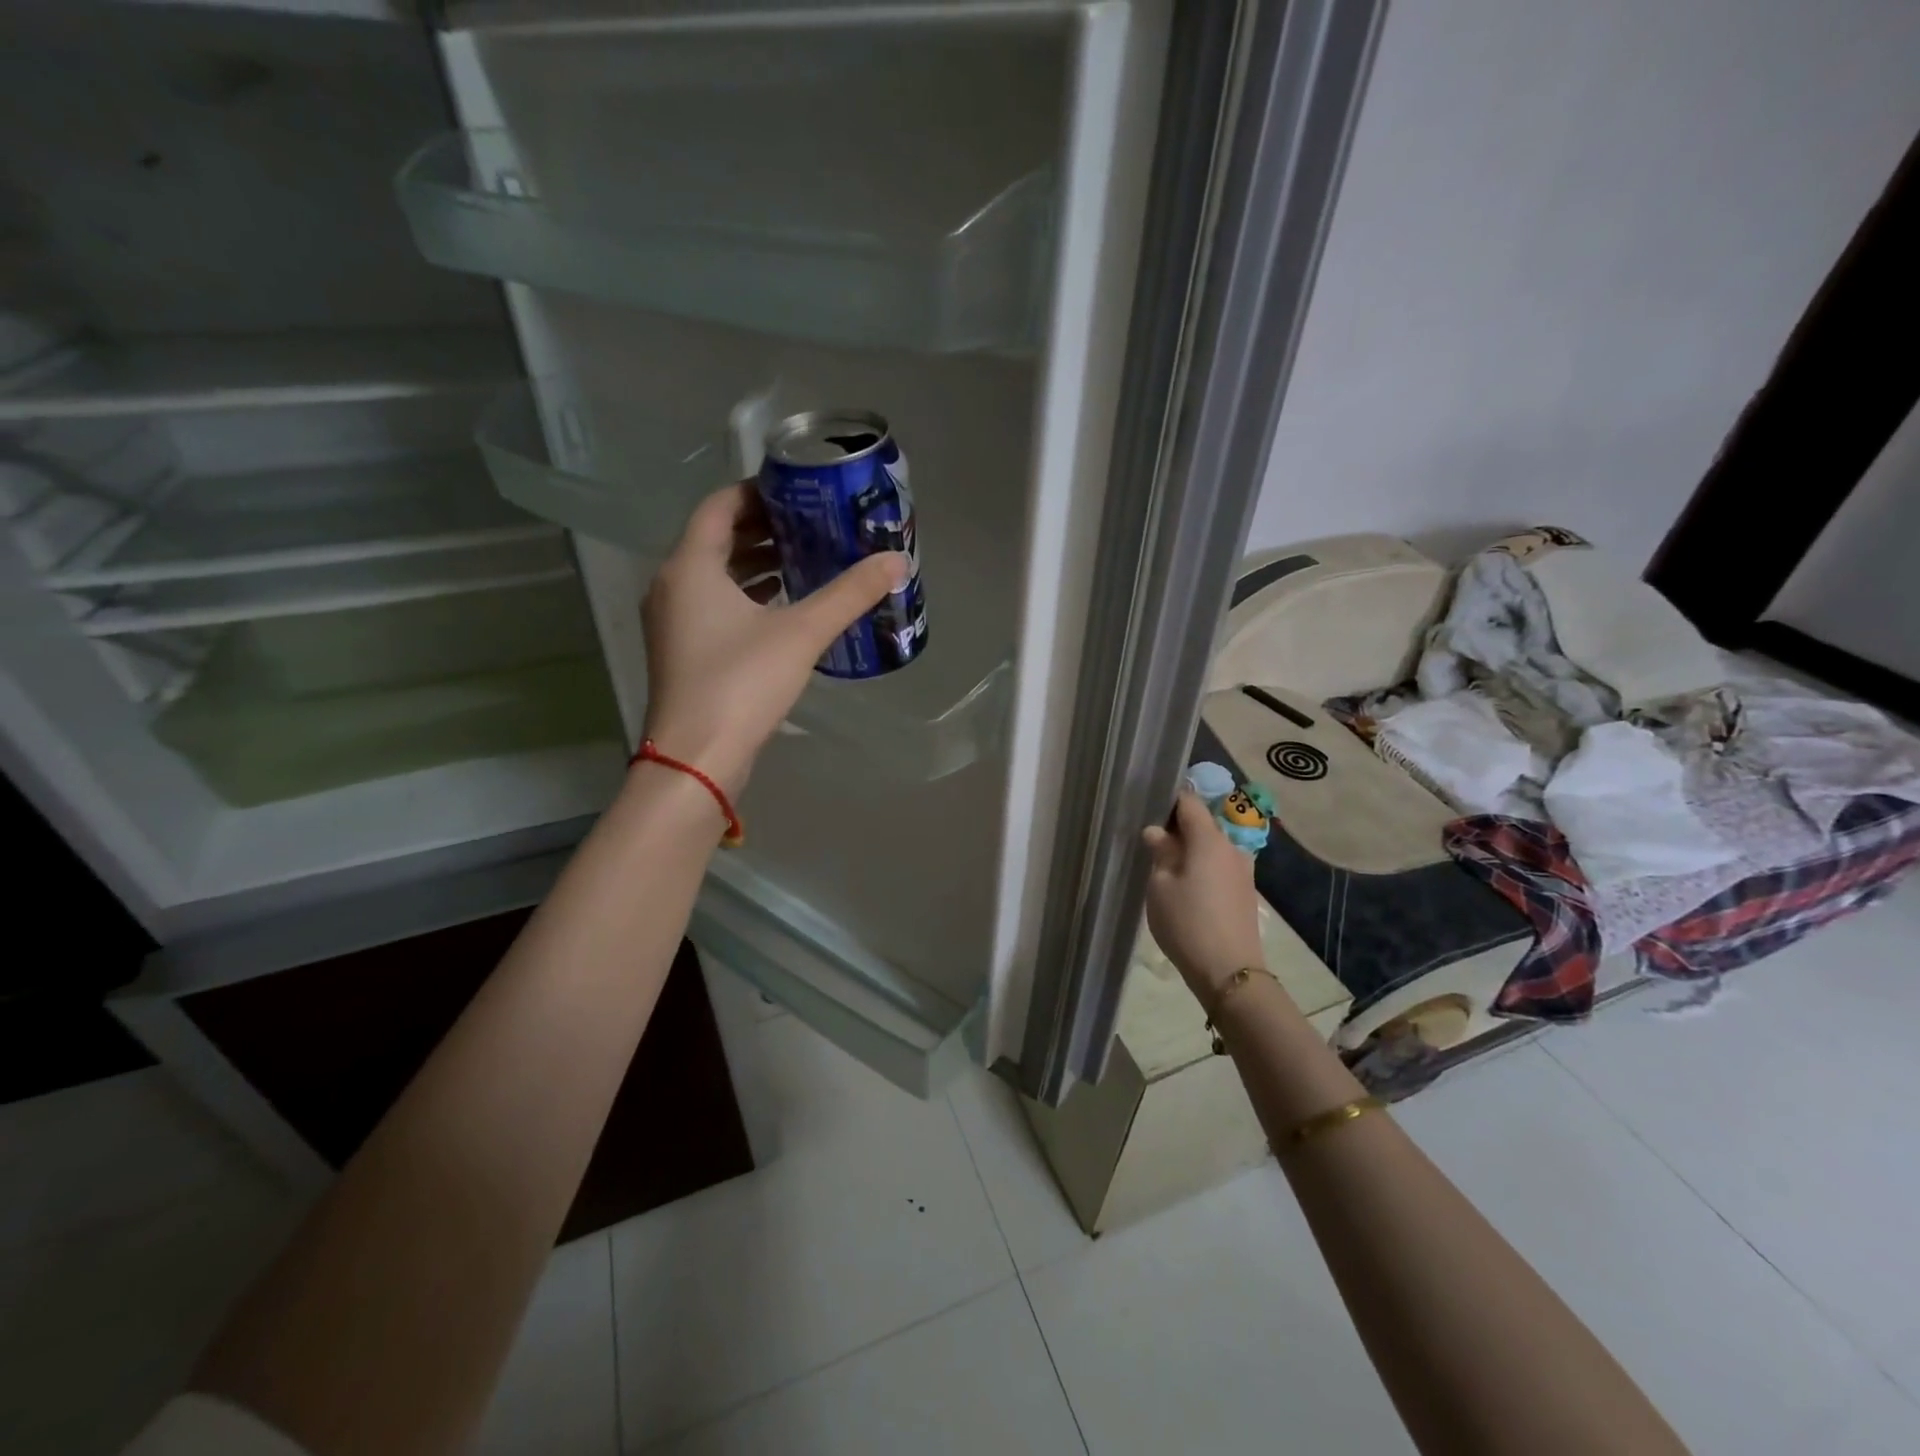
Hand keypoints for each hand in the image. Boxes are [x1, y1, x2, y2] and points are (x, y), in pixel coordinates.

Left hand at [641, 482, 906, 794]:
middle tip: (813, 524)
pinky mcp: (684, 652)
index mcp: (690, 566)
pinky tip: (786, 607)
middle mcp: (672, 586)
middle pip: (717, 538)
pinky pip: (715, 605)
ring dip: (757, 564)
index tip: (800, 490)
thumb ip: (848, 594)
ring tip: (807, 560)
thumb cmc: (741, 683)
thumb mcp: (801, 633)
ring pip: (716, 575)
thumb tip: (896, 561)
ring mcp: (674, 622)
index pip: (720, 505)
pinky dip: (748, 596)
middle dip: (764, 528)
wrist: (697, 758)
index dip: (758, 491)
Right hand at [1141, 792, 1266, 1006]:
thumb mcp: (1160, 886)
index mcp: (1209, 839)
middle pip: (1203, 825)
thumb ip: (1160, 853)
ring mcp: (1243, 871)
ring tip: (1168, 868)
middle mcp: (1232, 848)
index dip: (1169, 800)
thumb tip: (1157, 832)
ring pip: (1213, 848)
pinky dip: (1204, 868)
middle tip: (1152, 843)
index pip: (1190, 802)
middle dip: (1178, 829)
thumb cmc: (1187, 923)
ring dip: (1192, 851)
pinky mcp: (1246, 892)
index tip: (1149, 807)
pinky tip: (1188, 887)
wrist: (1230, 972)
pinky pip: (1221, 867)